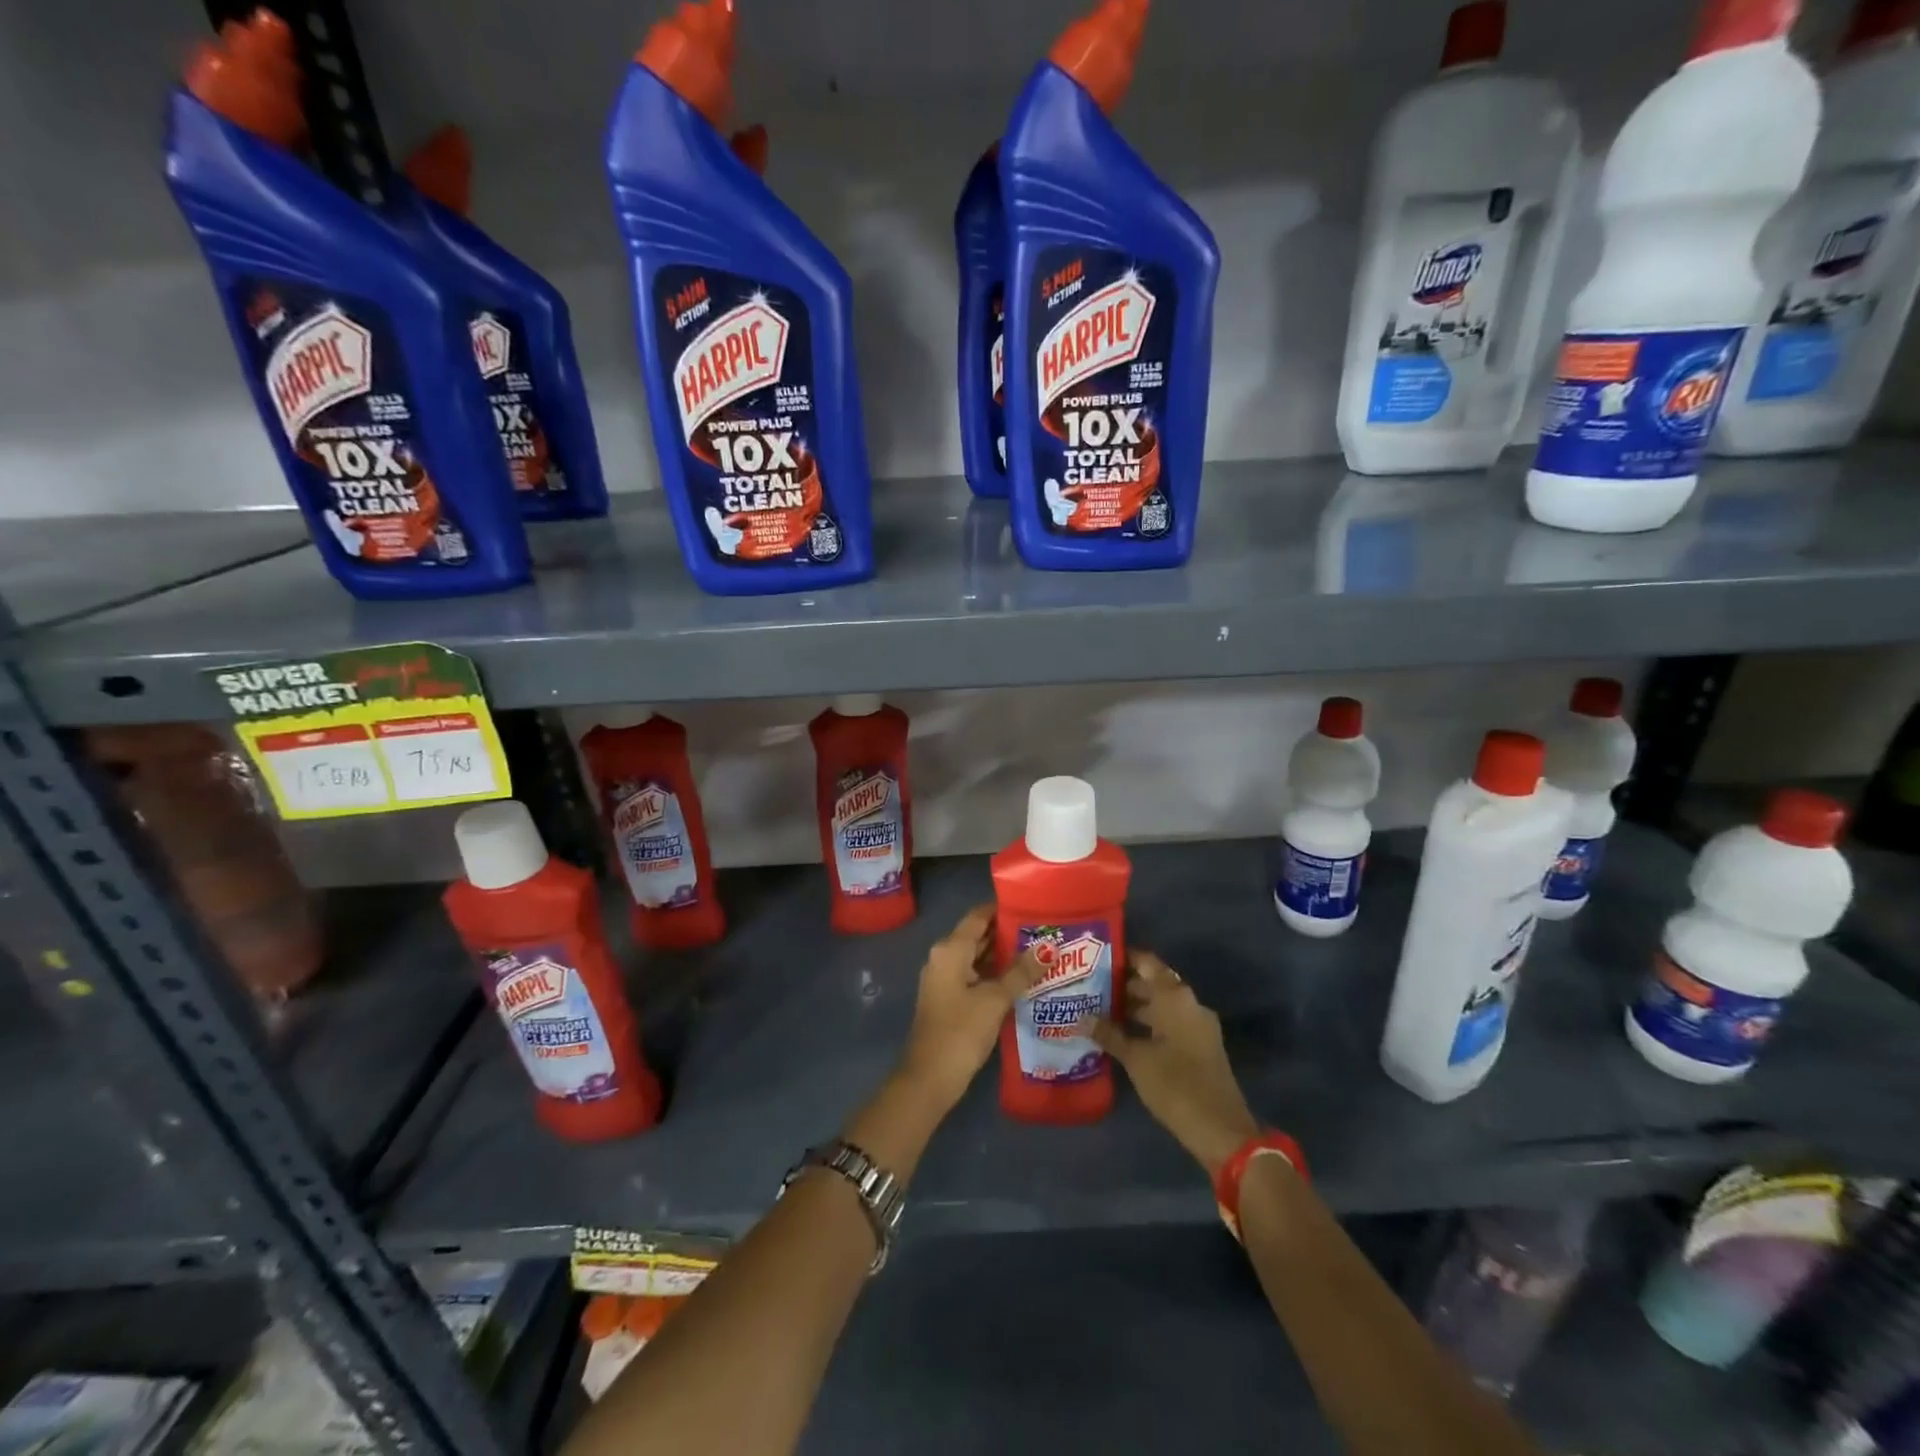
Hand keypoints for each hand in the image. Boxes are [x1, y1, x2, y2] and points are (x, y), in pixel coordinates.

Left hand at [896, 904, 1042, 1112]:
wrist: (929, 1078)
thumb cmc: (960, 1031)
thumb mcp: (995, 999)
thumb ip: (1021, 972)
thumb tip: (1049, 949)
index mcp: (950, 949)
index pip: (979, 916)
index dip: (1004, 909)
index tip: (1034, 907)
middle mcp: (944, 957)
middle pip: (979, 935)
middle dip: (1009, 934)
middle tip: (1045, 932)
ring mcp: (945, 979)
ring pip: (978, 957)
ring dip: (1005, 956)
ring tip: (1041, 954)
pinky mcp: (950, 999)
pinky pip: (975, 976)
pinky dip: (996, 975)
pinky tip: (1023, 981)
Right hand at [1081, 950, 1258, 1177]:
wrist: (1221, 1129)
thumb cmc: (1176, 1084)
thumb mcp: (1136, 1059)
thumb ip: (1109, 1034)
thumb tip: (1081, 1017)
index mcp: (1175, 997)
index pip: (1147, 962)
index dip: (1123, 957)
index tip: (1096, 957)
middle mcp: (1189, 1003)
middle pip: (1154, 983)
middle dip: (1123, 984)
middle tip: (1090, 986)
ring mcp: (1198, 1026)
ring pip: (1161, 1005)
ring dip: (1134, 1007)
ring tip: (1099, 1010)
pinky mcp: (1200, 1047)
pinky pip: (1170, 1023)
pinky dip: (1148, 1024)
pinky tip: (1122, 1036)